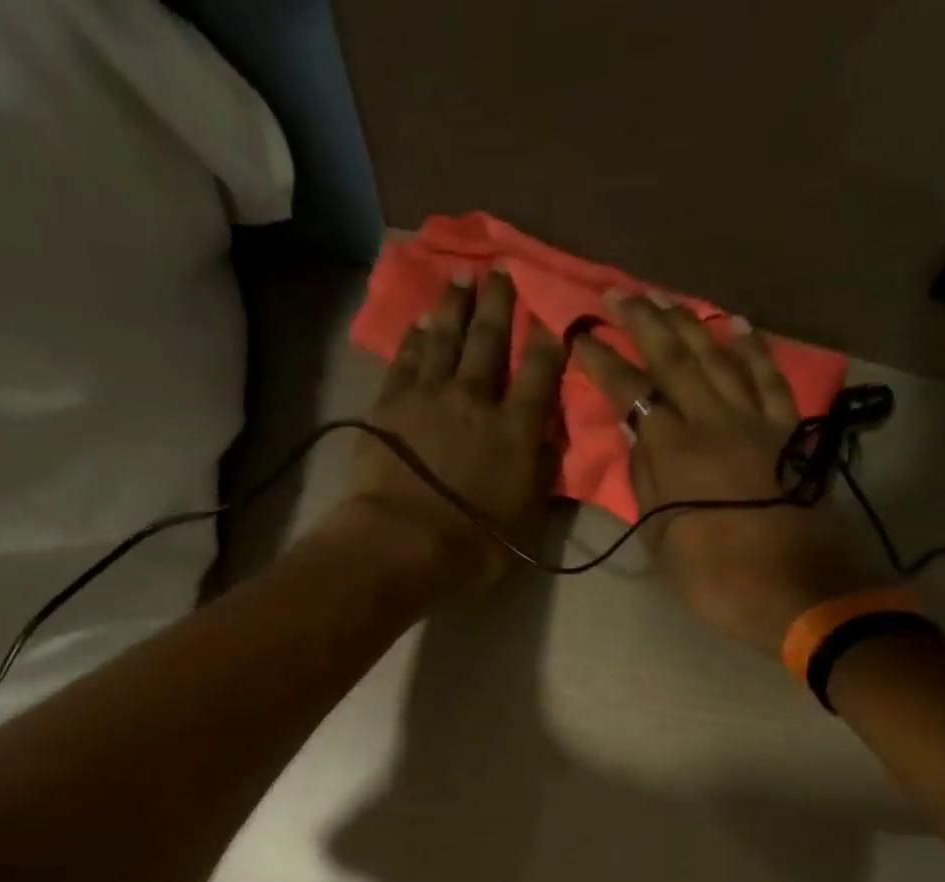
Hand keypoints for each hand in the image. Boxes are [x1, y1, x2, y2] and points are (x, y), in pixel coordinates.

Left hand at [339, 267, 565, 597]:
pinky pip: (406, 358)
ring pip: (445, 336)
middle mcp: (476, 398)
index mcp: (516, 429)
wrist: (402, 544)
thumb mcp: (526, 520)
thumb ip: (541, 473)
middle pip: (490, 339)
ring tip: (461, 277)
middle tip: (502, 272)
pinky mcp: (391, 403)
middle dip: (499, 303)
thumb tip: (549, 438)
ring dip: (455, 304)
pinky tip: (420, 321)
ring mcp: (429, 394)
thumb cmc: (472, 546)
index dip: (549, 339)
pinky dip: (415, 336)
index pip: (540, 371)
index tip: (553, 315)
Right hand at [573, 292, 869, 655]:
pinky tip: (736, 325)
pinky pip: (769, 377)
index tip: (580, 335)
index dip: (602, 361)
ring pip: (718, 357)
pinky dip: (752, 348)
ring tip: (665, 299)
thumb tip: (636, 434)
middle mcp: (713, 420)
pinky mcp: (787, 430)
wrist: (794, 591)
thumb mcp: (662, 539)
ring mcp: (755, 420)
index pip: (631, 392)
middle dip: (643, 321)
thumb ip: (646, 481)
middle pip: (675, 357)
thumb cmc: (715, 577)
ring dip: (689, 323)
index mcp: (674, 451)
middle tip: (618, 294)